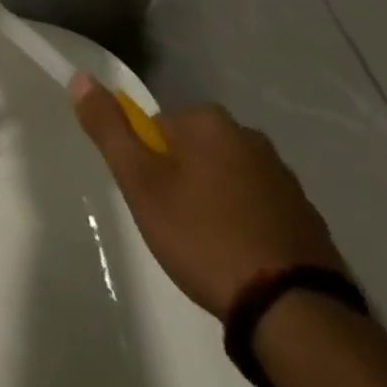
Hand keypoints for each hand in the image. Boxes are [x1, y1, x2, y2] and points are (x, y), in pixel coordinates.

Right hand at [71, 77, 347, 318]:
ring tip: (210, 249)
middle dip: (183, 180)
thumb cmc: (203, 236)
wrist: (293, 310)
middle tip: (177, 227)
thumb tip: (80, 77)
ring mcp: (283, 175)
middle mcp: (248, 134)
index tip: (153, 202)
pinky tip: (243, 260)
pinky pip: (260, 207)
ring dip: (215, 201)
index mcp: (208, 120)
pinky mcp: (307, 215)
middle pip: (195, 149)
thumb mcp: (141, 183)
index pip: (159, 127)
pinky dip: (247, 224)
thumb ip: (109, 129)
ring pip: (228, 178)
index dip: (149, 165)